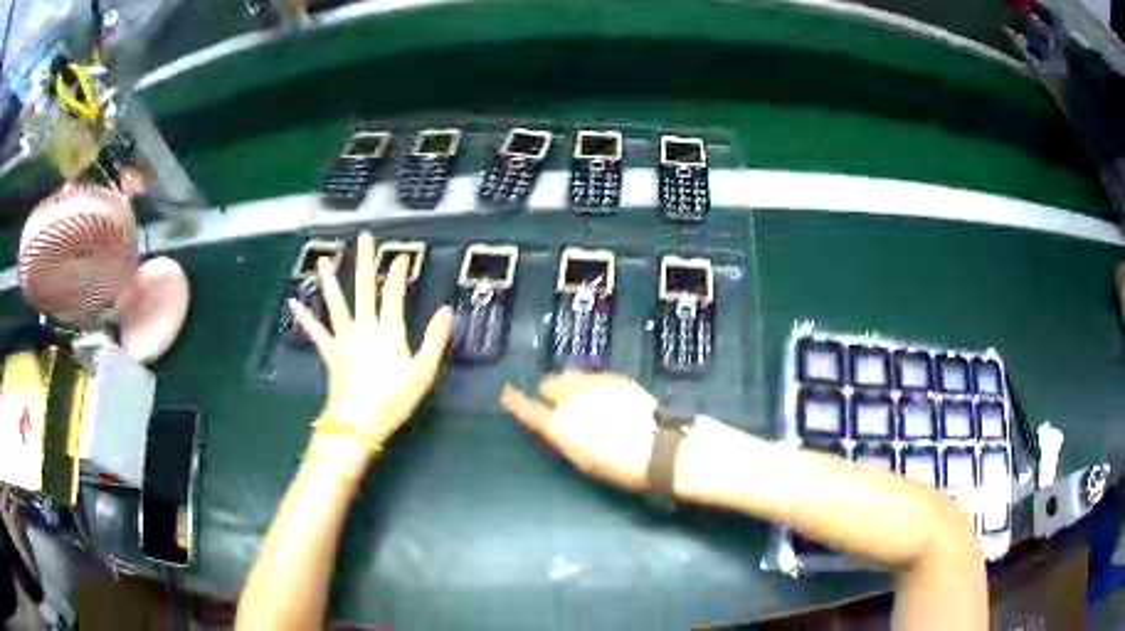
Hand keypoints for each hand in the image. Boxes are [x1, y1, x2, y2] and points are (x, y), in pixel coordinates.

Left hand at [289, 232, 452, 457]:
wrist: (357, 421)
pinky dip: (304, 317)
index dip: (399, 272)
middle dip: (365, 261)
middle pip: (363, 287)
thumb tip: (446, 310)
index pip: (394, 293)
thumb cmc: (392, 399)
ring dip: (330, 280)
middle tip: (365, 237)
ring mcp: (343, 337)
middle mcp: (364, 326)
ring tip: (325, 260)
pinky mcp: (329, 352)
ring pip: (336, 302)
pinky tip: (293, 304)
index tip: (402, 255)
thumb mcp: (422, 372)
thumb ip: (434, 340)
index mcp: (388, 330)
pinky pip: (315, 331)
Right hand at [500, 373, 659, 491]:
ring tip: (583, 397)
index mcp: (558, 425)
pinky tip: (605, 396)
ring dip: (570, 385)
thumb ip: (564, 438)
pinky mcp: (614, 377)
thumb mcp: (583, 460)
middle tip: (562, 405)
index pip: (526, 409)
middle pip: (549, 385)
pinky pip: (594, 376)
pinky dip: (592, 384)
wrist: (658, 448)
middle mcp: (570, 398)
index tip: (507, 394)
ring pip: (571, 376)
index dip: (515, 401)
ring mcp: (593, 383)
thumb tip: (555, 426)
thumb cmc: (617, 466)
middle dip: (551, 393)